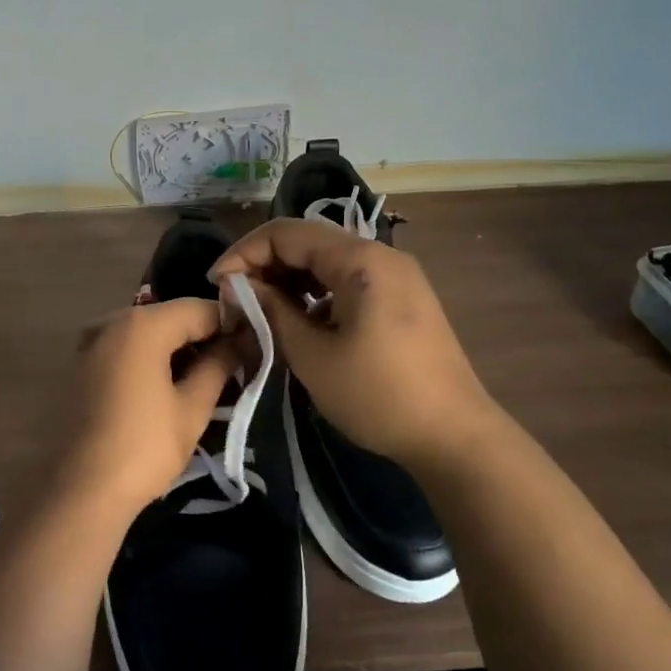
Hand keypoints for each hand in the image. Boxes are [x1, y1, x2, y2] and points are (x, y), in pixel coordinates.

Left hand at [59, 298, 239, 517]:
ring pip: (145, 332)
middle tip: (230, 366)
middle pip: (169, 317)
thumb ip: (217, 366)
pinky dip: (148, 357)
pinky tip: (165, 385)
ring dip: (174, 348)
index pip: (198, 308)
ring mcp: (90, 342)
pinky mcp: (79, 364)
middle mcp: (111, 321)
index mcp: (142, 325)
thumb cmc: (144, 447)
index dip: (230, 324)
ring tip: (202, 379)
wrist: (81, 490)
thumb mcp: (192, 408)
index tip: (251, 346)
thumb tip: (238, 342)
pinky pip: (124, 348)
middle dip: (201, 335)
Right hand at [209, 218, 498, 466]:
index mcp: (360, 260)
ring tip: (258, 311)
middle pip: (307, 241)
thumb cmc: (378, 396)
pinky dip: (314, 293)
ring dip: (288, 279)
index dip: (244, 253)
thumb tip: (238, 287)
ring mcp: (396, 276)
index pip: (286, 233)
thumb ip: (271, 311)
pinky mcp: (402, 299)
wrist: (455, 437)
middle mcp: (381, 256)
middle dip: (264, 265)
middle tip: (234, 301)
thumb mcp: (312, 355)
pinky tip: (298, 320)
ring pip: (326, 261)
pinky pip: (346, 281)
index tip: (215, 285)